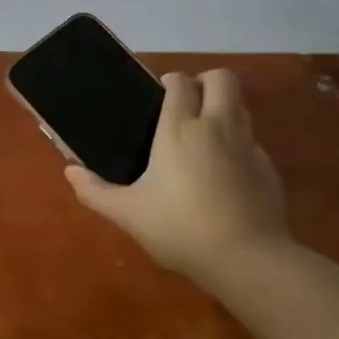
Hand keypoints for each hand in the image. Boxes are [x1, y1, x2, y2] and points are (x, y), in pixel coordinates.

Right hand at [65, 70, 290, 287]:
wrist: (246, 259)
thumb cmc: (180, 228)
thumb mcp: (128, 213)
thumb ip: (95, 192)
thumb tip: (70, 172)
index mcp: (180, 129)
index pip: (181, 82)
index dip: (171, 81)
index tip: (159, 96)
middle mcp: (217, 127)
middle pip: (221, 79)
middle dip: (205, 81)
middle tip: (186, 105)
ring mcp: (248, 146)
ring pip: (240, 107)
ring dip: (222, 110)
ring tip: (202, 137)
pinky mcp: (268, 169)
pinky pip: (251, 142)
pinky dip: (237, 146)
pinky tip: (223, 175)